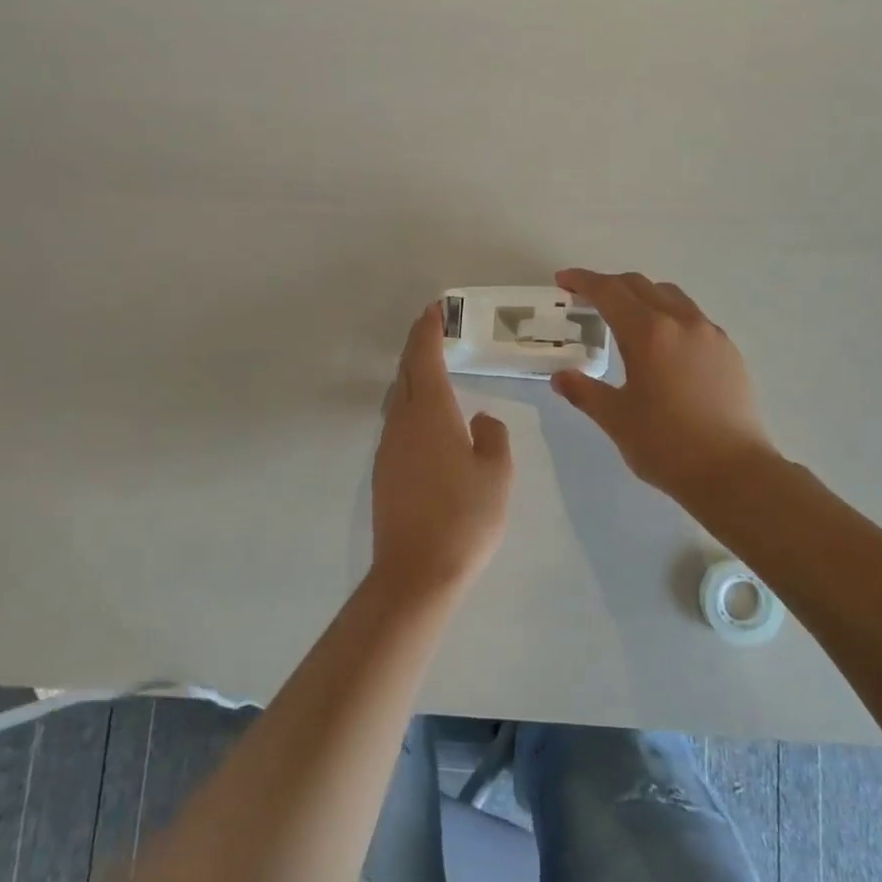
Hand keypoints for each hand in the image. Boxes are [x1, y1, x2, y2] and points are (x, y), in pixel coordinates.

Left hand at [371, 302, 514, 599]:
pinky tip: (426, 418)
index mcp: (431, 414)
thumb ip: (492, 437)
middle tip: (433, 327)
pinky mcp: (384, 471)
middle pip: (405, 373)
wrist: (417, 572)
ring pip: (398, 398)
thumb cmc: (465, 518)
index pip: (424, 358)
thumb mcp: (496, 474)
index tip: (433, 309)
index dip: (428, 331)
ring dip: (411, 375)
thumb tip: (480, 420)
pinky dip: (409, 403)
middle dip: (417, 346)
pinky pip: (397, 422)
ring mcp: (388, 448)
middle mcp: (402, 423)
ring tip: (431, 366)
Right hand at [550, 269, 776, 500]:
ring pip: (671, 296)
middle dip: (610, 285)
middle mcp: (681, 322)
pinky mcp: (729, 351)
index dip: (582, 281)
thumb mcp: (616, 419)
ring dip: (642, 296)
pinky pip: (692, 317)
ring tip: (625, 317)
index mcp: (648, 333)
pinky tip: (663, 345)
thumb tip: (561, 377)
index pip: (609, 292)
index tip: (563, 281)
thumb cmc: (666, 445)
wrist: (734, 472)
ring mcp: (710, 334)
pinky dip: (668, 316)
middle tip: (586, 298)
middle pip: (640, 285)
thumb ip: (584, 392)